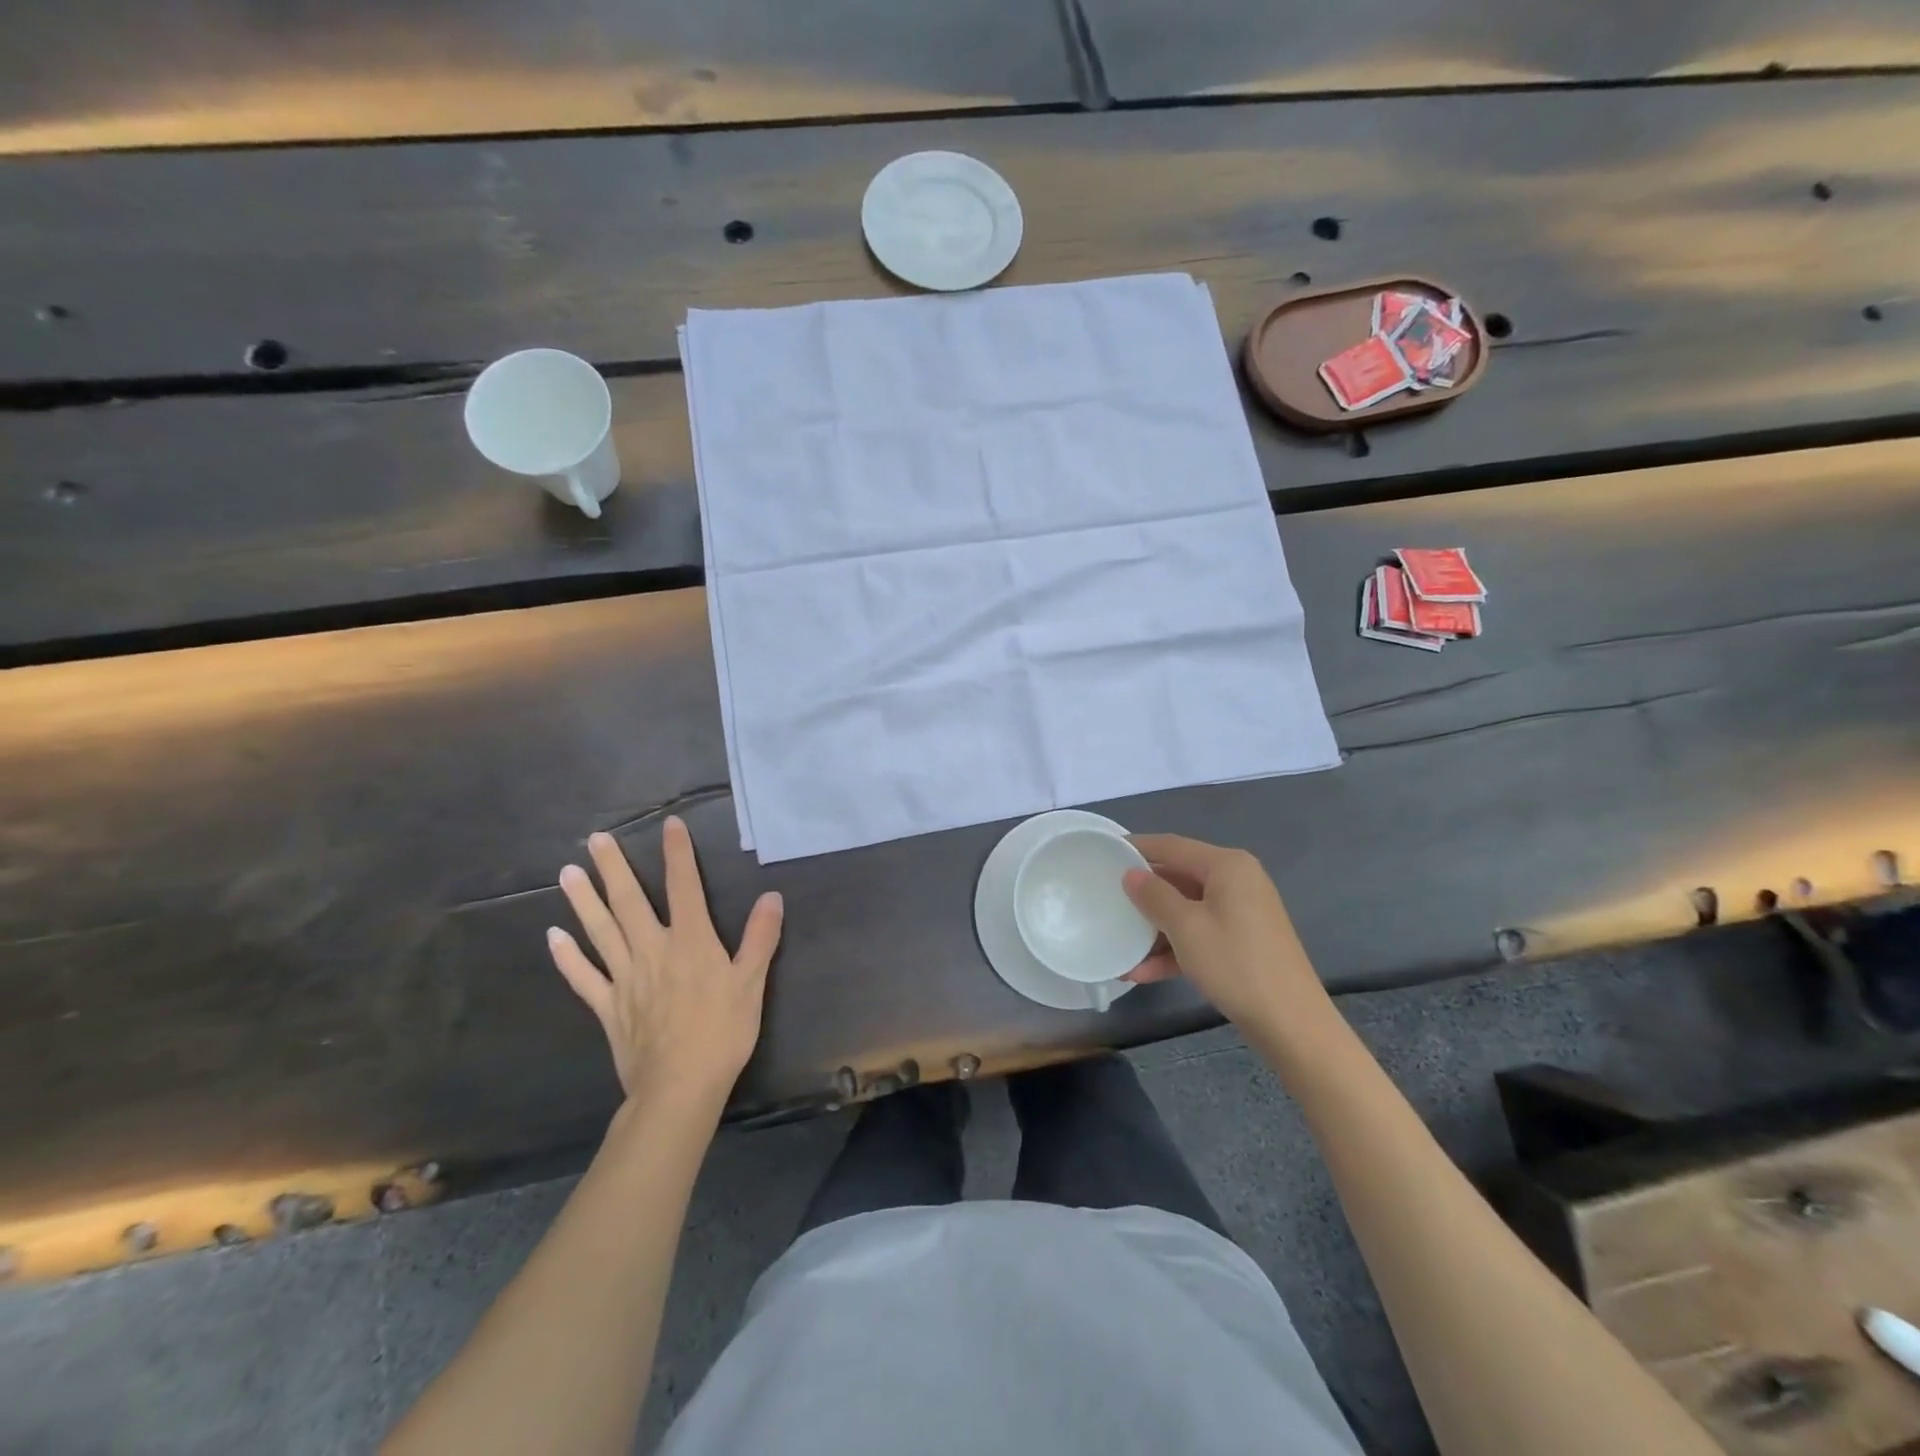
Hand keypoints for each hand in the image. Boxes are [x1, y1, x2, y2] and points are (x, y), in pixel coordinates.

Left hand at [547, 817, 782, 1111]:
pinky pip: (583, 978)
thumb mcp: (752, 983)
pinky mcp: (608, 1007)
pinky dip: (567, 958)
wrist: (679, 1088)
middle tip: (596, 839)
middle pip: (629, 902)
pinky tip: (553, 938)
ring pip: (600, 931)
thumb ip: (760, 938)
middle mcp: (652, 950)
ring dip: (583, 901)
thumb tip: (772, 896)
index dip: (677, 854)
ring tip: (567, 873)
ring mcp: (624, 978)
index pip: (684, 887)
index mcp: (691, 942)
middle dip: (614, 868)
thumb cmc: (722, 1032)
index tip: (669, 824)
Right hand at [1121, 834, 1330, 1031]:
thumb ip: (1154, 895)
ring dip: (1154, 928)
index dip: (1137, 848)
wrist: (1291, 1024)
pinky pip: (1200, 932)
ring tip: (1119, 944)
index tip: (1103, 853)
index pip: (1172, 846)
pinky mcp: (1242, 940)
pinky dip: (1174, 948)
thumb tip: (1131, 874)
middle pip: (1178, 877)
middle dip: (1144, 895)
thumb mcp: (1186, 927)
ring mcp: (1241, 912)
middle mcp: (1237, 880)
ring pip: (1186, 909)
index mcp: (1227, 865)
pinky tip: (1142, 972)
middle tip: (1106, 900)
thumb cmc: (1235, 964)